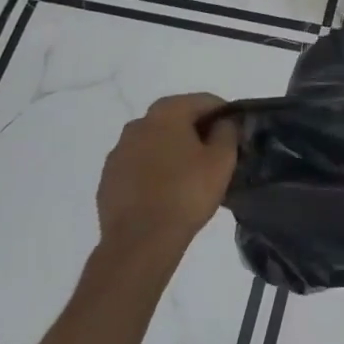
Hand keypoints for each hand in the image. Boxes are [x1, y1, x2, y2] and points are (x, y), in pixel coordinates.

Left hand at [97, 93, 237, 254]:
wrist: (140, 241)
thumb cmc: (186, 193)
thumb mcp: (222, 160)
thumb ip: (227, 132)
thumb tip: (223, 123)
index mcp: (167, 112)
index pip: (204, 101)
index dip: (224, 114)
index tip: (234, 134)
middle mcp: (138, 124)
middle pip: (176, 118)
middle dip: (196, 132)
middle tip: (214, 155)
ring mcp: (118, 152)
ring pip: (155, 142)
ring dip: (172, 151)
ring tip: (189, 177)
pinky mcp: (108, 179)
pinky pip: (138, 166)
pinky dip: (153, 171)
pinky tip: (165, 193)